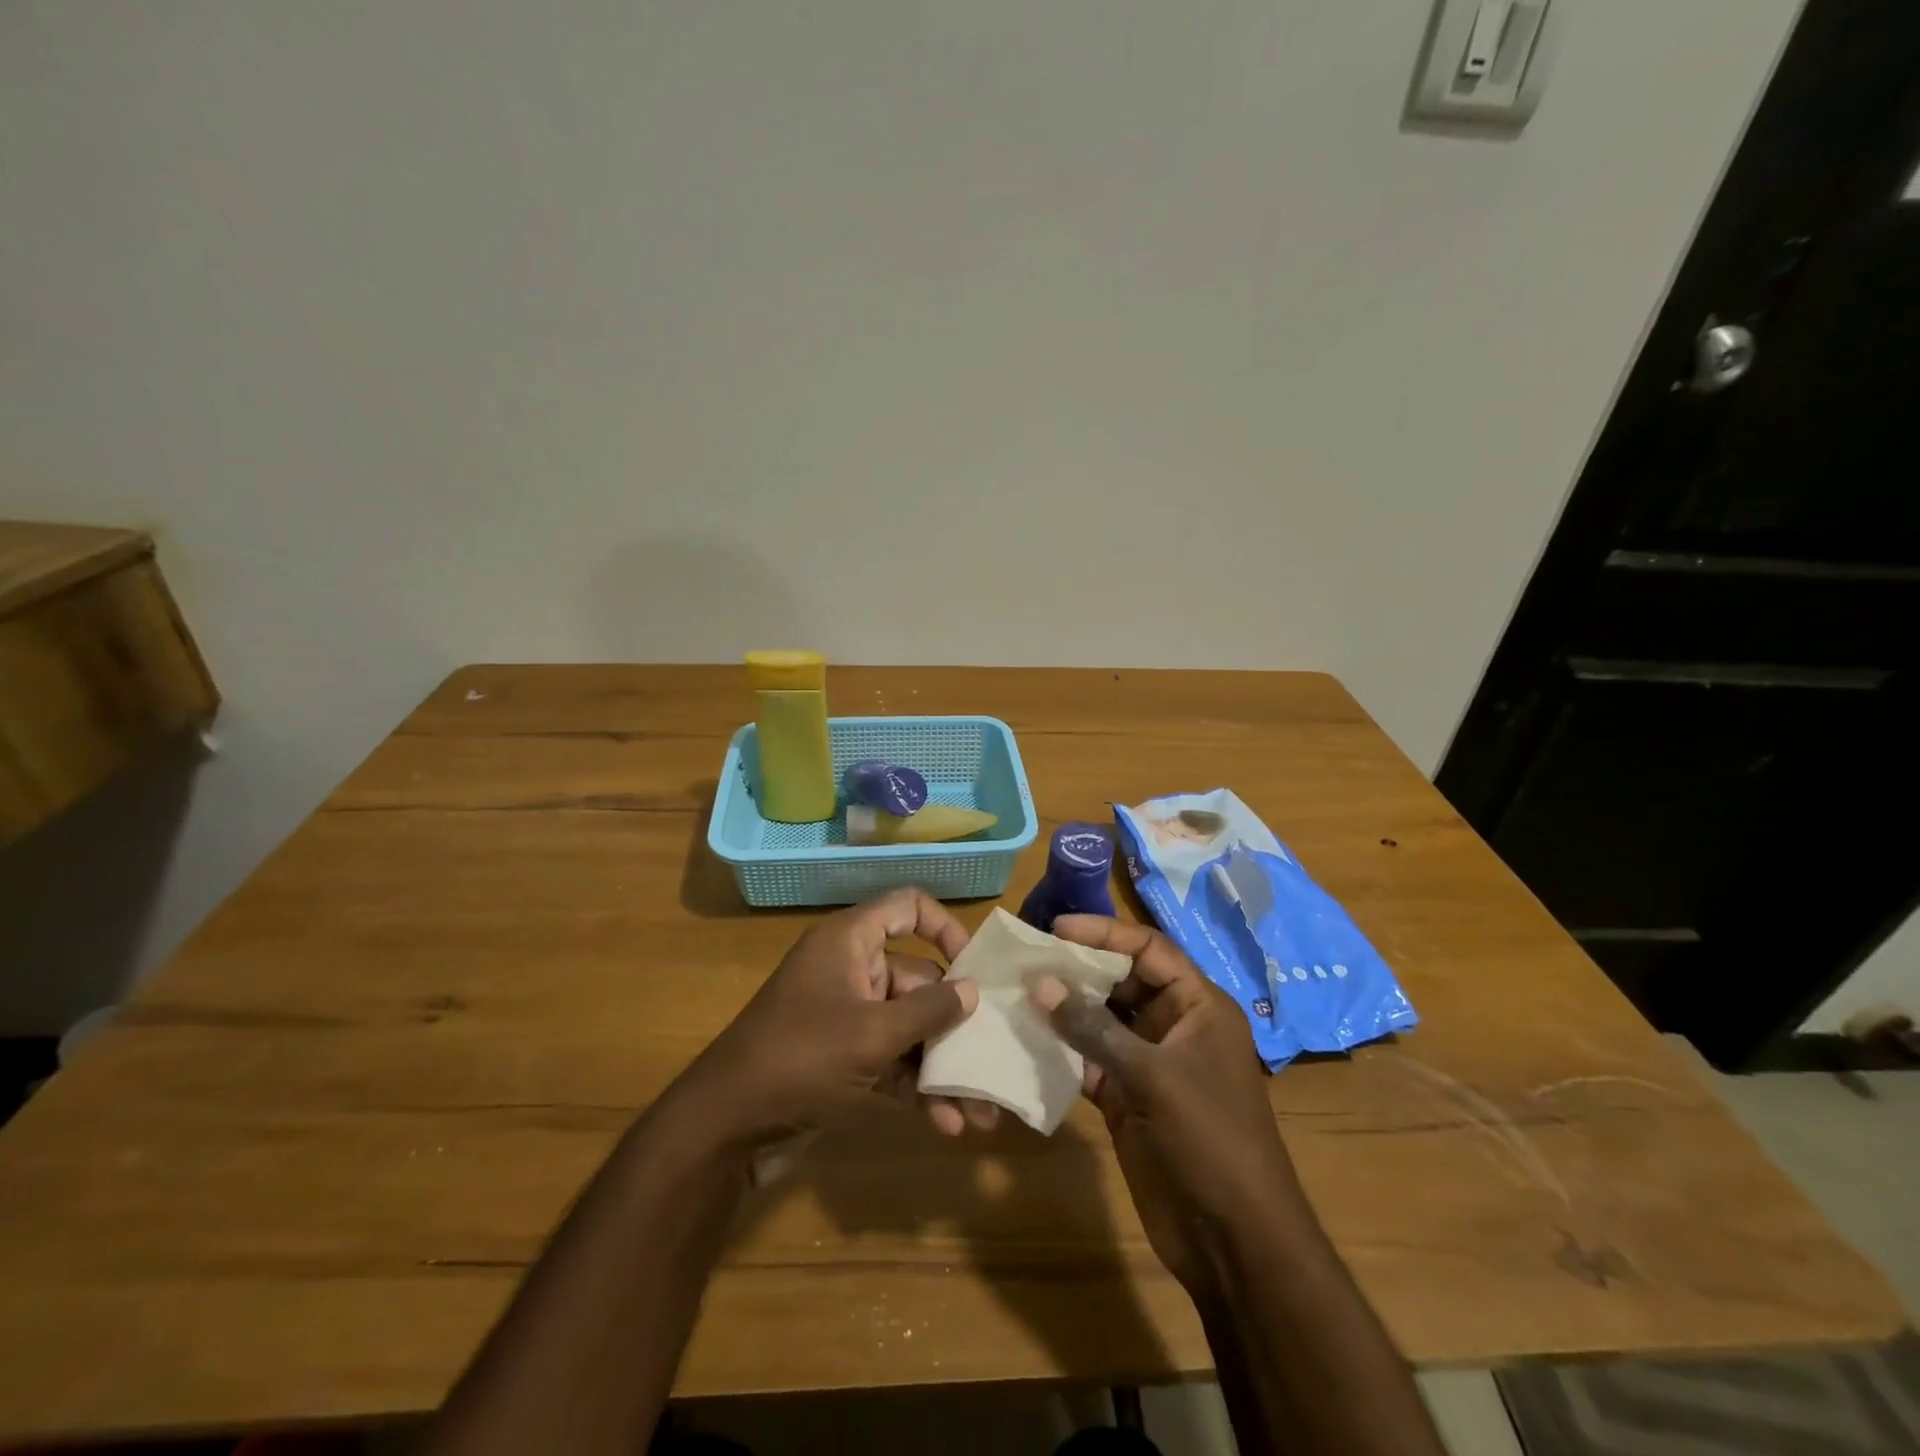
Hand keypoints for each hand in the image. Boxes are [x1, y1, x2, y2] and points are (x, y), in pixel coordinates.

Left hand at [674, 888, 978, 1154]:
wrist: (724, 1128)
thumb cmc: (799, 1059)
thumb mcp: (870, 1034)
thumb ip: (927, 1011)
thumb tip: (972, 991)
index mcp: (850, 942)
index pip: (907, 908)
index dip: (945, 928)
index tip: (974, 968)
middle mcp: (850, 970)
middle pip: (917, 977)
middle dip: (955, 1020)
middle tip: (993, 1055)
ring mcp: (846, 1015)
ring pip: (908, 1025)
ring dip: (942, 1063)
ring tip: (982, 1109)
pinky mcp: (842, 1057)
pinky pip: (891, 1058)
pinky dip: (916, 1084)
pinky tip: (946, 1123)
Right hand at [1028, 916, 1300, 1291]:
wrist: (1234, 1241)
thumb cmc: (1208, 1140)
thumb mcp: (1153, 1076)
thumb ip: (1094, 1028)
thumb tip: (1040, 983)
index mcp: (1198, 1006)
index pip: (1149, 950)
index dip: (1105, 933)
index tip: (1056, 928)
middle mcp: (1173, 1026)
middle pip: (1122, 981)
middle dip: (1078, 969)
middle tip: (1027, 960)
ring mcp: (1149, 1064)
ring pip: (1102, 1021)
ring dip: (1065, 1009)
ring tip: (1018, 993)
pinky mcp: (1128, 1098)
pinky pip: (1090, 1060)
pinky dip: (1063, 1051)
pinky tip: (1027, 1041)